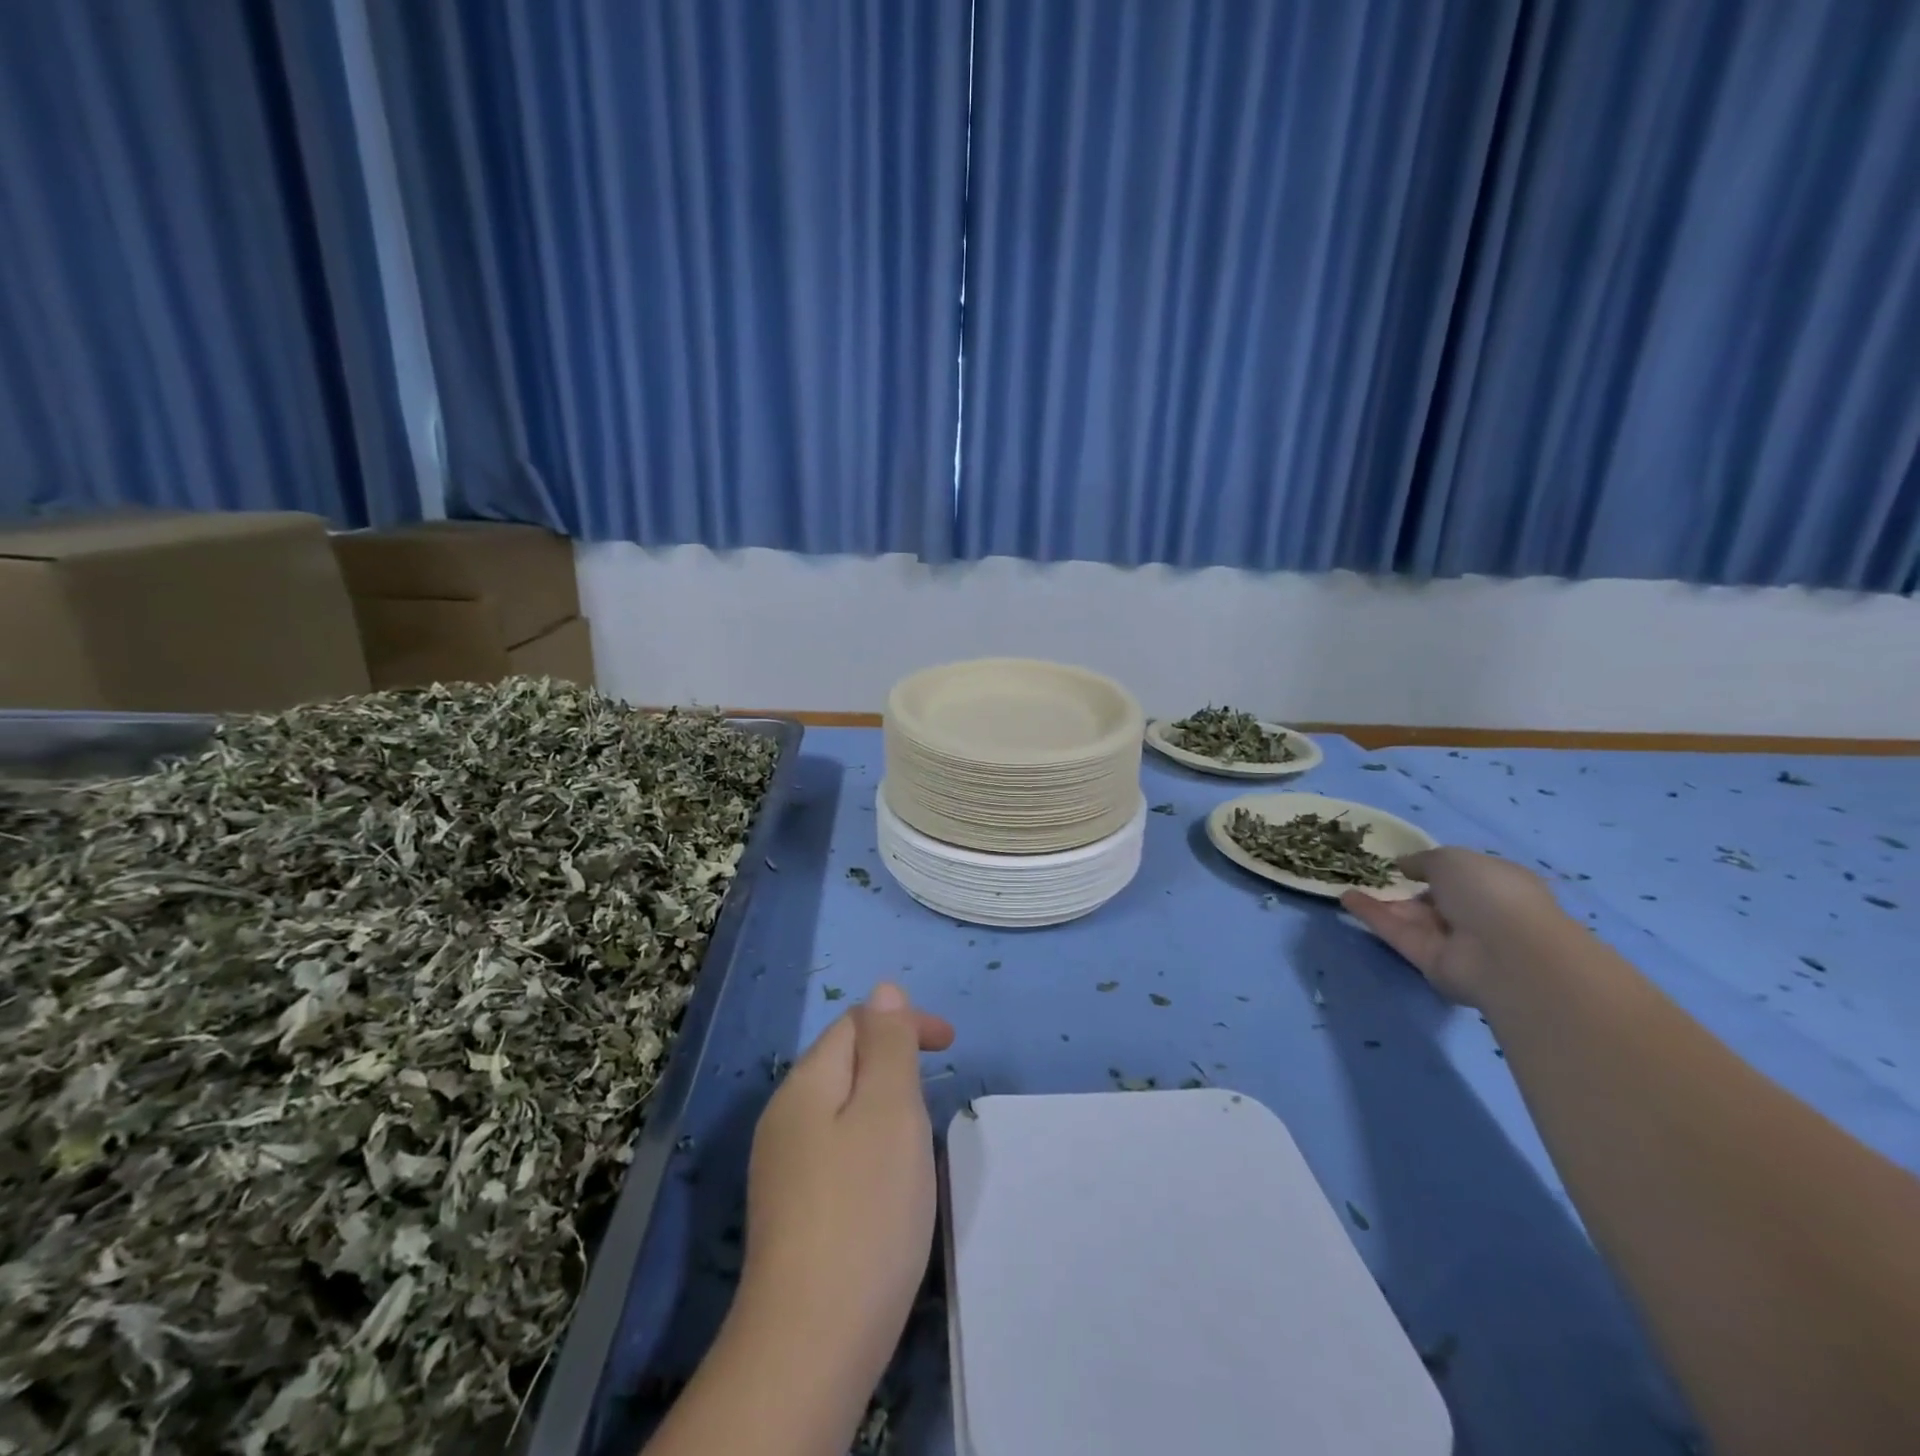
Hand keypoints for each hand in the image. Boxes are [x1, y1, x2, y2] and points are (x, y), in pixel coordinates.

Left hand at [735, 983, 955, 1393]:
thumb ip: (888, 1044)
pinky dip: (869, 1143)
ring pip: (841, 1108)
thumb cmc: (865, 1210)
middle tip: (937, 1090)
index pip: (856, 1023)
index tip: (951, 1045)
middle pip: (844, 1062)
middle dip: (893, 1060)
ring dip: (883, 1103)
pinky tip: (887, 1182)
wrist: (811, 1342)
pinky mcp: (790, 1212)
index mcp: (806, 1084)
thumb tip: (884, 991)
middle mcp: (784, 1117)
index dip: (905, 1022)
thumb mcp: (890, 1110)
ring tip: (920, 1133)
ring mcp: (781, 1167)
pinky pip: (835, 1149)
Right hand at [1342, 847, 1569, 1006]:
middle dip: (1404, 886)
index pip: (1461, 875)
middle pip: (1432, 898)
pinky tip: (1346, 898)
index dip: (1432, 866)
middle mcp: (1476, 912)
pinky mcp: (1429, 960)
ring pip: (1411, 917)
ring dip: (1381, 901)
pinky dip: (1373, 916)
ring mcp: (1453, 939)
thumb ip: (1423, 860)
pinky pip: (1398, 933)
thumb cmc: (1489, 893)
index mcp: (1495, 884)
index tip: (1401, 860)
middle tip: (1367, 872)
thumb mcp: (1451, 859)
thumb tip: (1404, 865)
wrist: (1507, 955)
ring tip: (1346, 881)